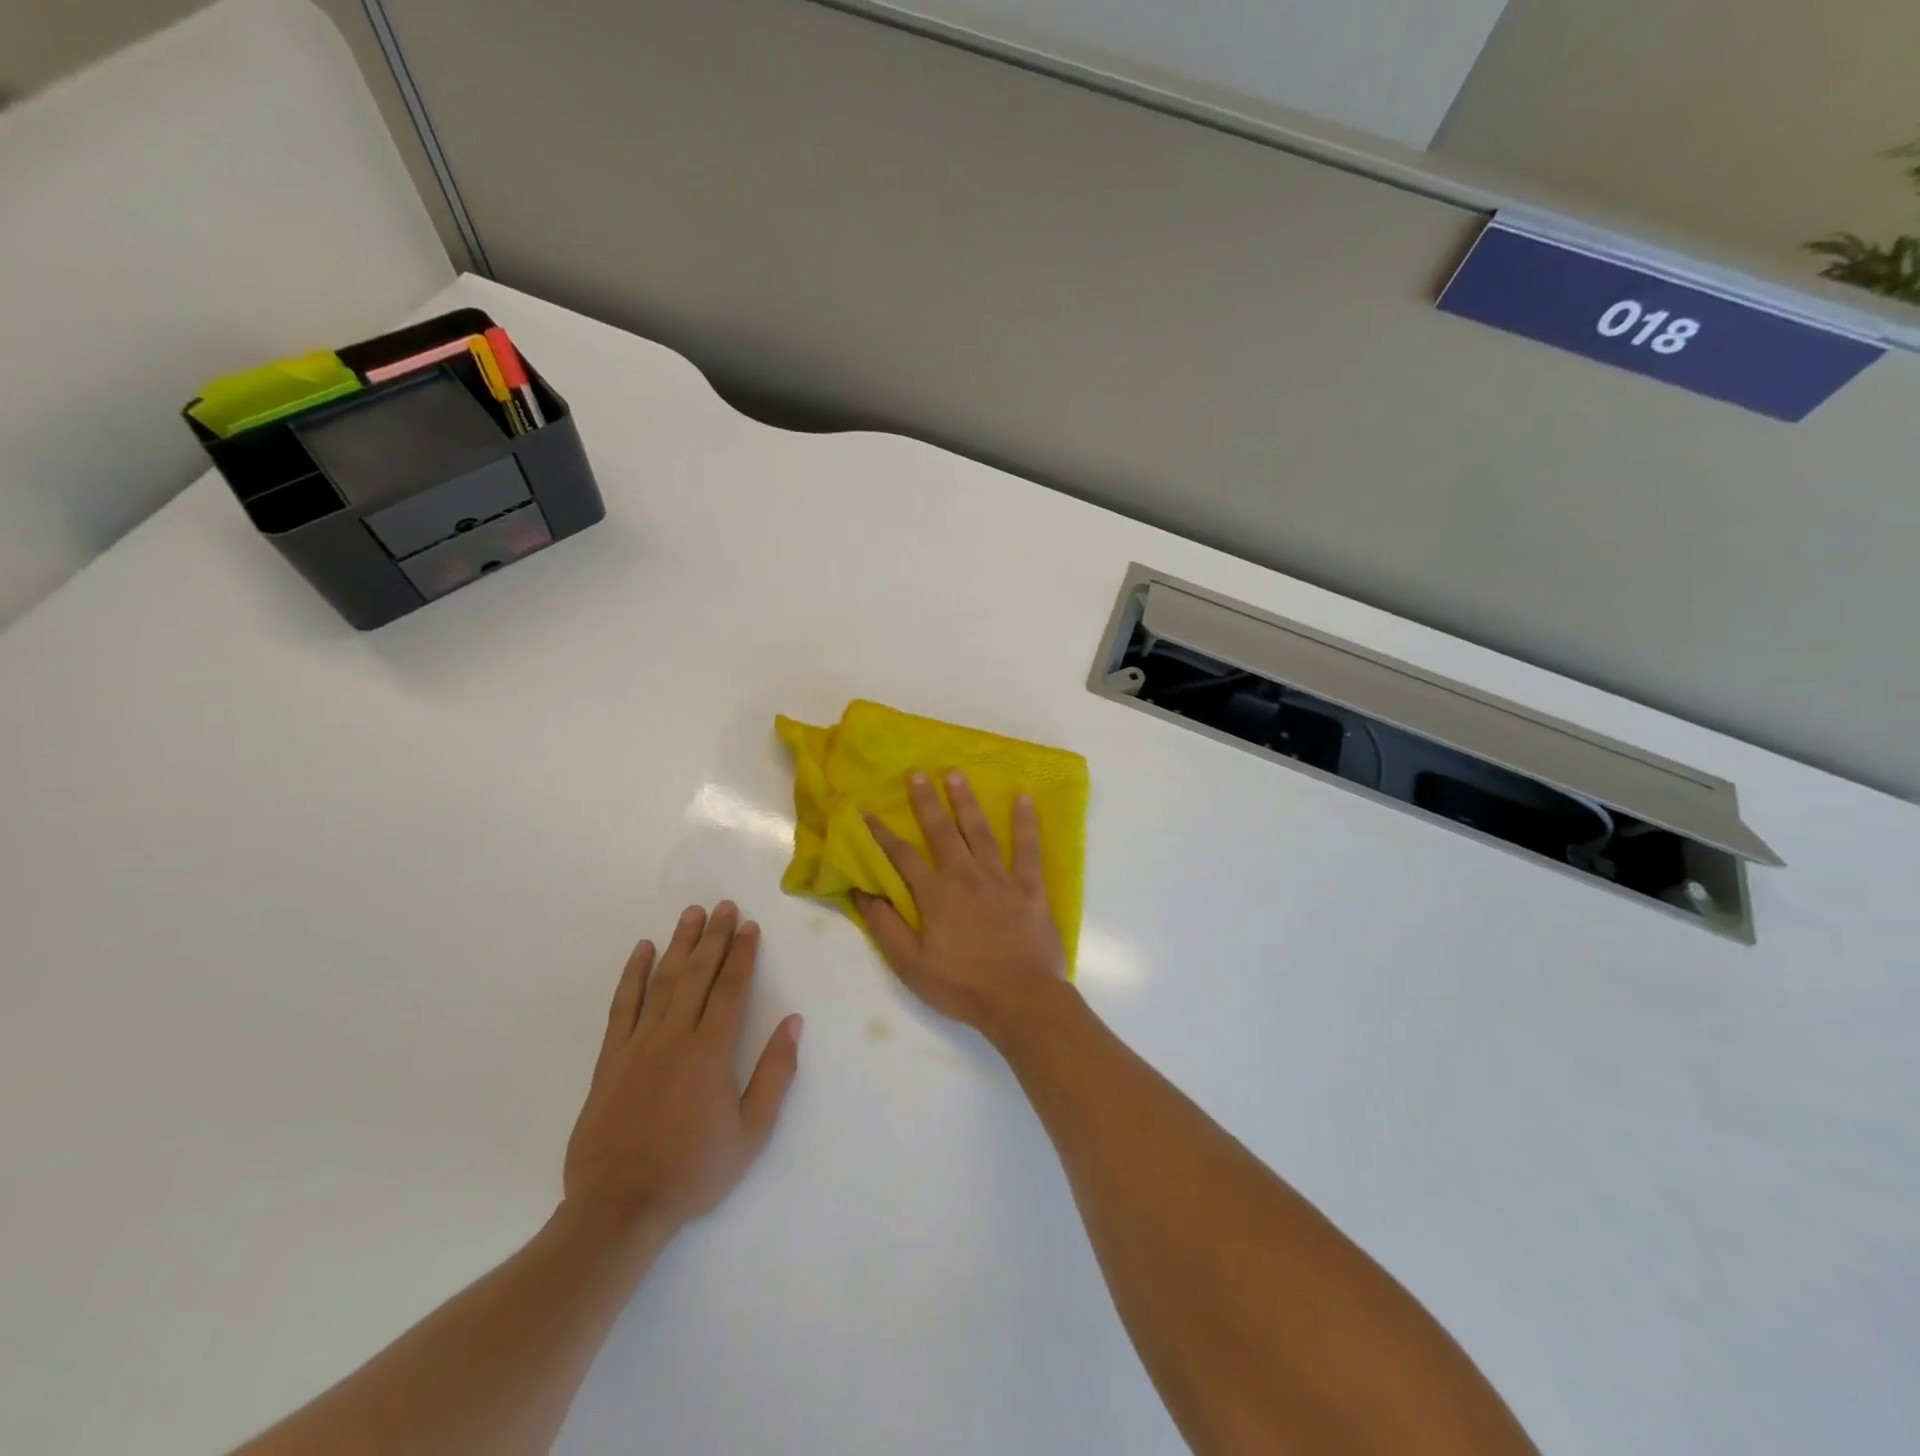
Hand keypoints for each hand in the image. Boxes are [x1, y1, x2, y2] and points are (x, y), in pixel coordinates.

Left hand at [563, 902, 802, 1235]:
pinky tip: (642, 951)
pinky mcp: (609, 1059)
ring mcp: (638, 1044)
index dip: (743, 954)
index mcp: (711, 1051)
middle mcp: (674, 1035)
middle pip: (697, 974)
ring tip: (692, 914)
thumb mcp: (751, 1132)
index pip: (731, 988)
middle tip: (725, 906)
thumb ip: (775, 1074)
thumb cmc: (693, 1170)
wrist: (619, 1207)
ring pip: (662, 981)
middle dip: (714, 937)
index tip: (750, 926)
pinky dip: (632, 975)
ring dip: (679, 944)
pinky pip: (622, 1006)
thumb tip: (793, 1022)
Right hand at [855, 772, 1067, 1044]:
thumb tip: (862, 891)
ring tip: (956, 774)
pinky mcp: (1030, 886)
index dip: (881, 833)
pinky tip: (1023, 798)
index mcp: (935, 894)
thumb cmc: (962, 986)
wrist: (1021, 999)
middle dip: (926, 801)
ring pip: (980, 830)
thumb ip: (885, 926)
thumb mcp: (910, 964)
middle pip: (941, 831)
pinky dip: (1025, 822)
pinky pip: (1028, 848)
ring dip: (966, 801)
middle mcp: (965, 875)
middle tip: (916, 773)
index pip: (901, 856)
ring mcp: (1000, 878)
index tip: (867, 810)